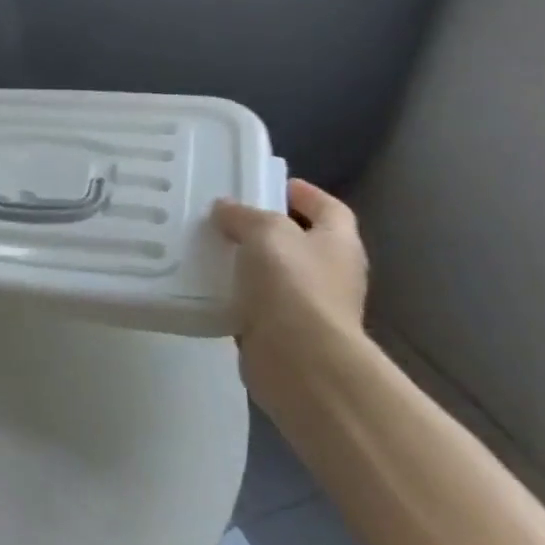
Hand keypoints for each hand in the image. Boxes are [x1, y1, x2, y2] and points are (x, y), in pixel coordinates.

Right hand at [211, 179, 368, 394]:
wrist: (300, 361)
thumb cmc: (293, 284)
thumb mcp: (265, 232)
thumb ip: (244, 215)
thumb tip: (226, 208)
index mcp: (338, 244)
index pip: (329, 209)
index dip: (306, 194)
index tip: (273, 183)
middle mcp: (330, 274)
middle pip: (300, 241)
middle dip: (268, 228)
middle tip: (228, 213)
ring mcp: (309, 307)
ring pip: (274, 273)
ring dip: (247, 262)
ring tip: (209, 244)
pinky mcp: (282, 333)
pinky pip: (255, 303)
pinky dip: (235, 293)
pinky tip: (206, 282)